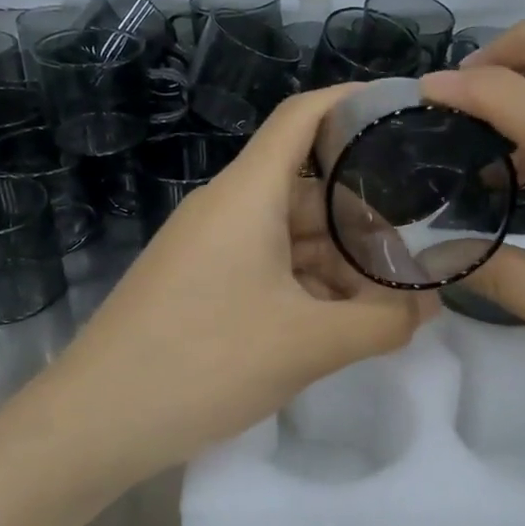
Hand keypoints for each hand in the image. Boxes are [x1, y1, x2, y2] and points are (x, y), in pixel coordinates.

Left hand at [45, 87, 435, 471]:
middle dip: (363, 214)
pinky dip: (305, 284)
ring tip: (386, 297)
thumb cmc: (205, 362)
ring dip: (337, 259)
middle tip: (417, 247)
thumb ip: (381, 321)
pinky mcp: (199, 284)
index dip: (353, 103)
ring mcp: (208, 248)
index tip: (405, 113)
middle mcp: (226, 208)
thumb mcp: (308, 345)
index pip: (302, 118)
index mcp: (247, 195)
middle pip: (306, 185)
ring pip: (288, 232)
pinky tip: (336, 321)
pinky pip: (264, 265)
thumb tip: (427, 305)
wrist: (96, 422)